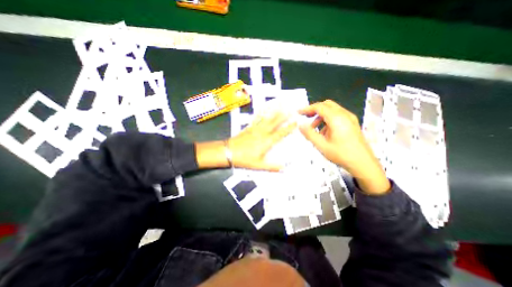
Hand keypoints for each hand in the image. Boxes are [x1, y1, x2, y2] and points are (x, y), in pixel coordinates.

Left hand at [197, 113, 298, 171]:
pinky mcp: (249, 127)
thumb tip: (284, 168)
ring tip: (281, 105)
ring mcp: (256, 129)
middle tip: (291, 109)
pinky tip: (264, 109)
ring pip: (267, 118)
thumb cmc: (244, 159)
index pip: (281, 133)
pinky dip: (262, 113)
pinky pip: (257, 118)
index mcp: (266, 142)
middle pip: (275, 122)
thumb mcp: (258, 165)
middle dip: (284, 115)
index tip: (296, 122)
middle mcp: (263, 133)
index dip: (289, 128)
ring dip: (275, 112)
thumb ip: (272, 167)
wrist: (229, 152)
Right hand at [299, 100, 390, 194]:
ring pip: (332, 110)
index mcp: (336, 119)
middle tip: (306, 117)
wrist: (364, 164)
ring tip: (314, 129)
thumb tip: (300, 125)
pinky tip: (325, 133)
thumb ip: (309, 134)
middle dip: (315, 110)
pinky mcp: (352, 124)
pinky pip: (338, 116)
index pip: (319, 107)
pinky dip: (328, 120)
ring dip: (321, 116)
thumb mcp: (322, 145)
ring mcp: (350, 119)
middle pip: (327, 105)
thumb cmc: (342, 155)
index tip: (298, 113)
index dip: (307, 109)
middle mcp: (344, 115)